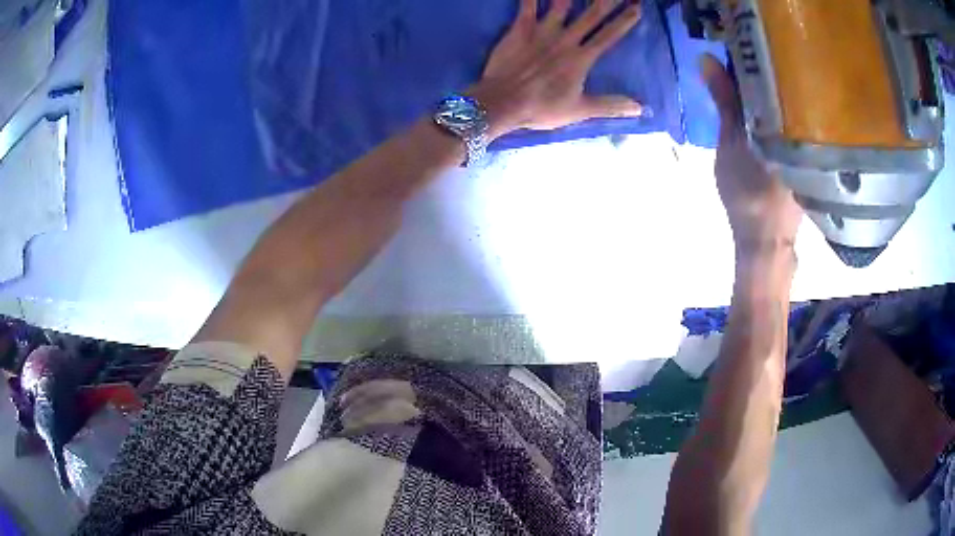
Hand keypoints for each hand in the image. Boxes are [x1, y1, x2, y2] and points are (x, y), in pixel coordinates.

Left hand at [470, 0, 644, 139]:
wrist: (503, 101)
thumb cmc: (541, 108)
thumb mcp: (580, 111)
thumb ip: (610, 105)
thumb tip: (640, 107)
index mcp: (582, 58)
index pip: (610, 35)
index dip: (625, 20)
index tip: (637, 7)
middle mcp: (566, 39)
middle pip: (592, 14)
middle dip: (607, 1)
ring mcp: (543, 31)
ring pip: (562, 4)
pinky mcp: (521, 28)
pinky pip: (528, 5)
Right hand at [700, 54, 802, 259]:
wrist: (764, 244)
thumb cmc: (749, 195)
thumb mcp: (732, 145)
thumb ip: (725, 102)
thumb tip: (707, 60)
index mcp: (792, 125)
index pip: (777, 80)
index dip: (755, 64)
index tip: (738, 54)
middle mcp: (807, 133)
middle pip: (786, 94)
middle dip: (764, 79)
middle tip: (742, 69)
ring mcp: (809, 149)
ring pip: (790, 112)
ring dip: (771, 98)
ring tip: (753, 88)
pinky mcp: (806, 161)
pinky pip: (792, 128)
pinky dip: (778, 118)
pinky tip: (767, 117)